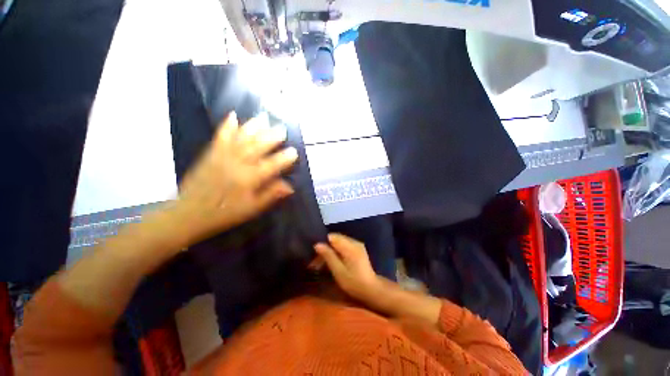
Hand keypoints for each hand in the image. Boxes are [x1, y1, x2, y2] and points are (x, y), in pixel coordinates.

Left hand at [168, 112, 297, 245]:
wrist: (189, 213)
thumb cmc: (224, 213)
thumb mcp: (252, 209)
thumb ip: (270, 195)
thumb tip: (289, 186)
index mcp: (249, 179)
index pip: (272, 165)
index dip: (284, 158)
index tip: (294, 151)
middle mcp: (237, 164)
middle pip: (257, 147)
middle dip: (272, 137)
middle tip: (282, 129)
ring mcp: (222, 156)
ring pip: (241, 138)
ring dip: (254, 127)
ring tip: (264, 117)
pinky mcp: (210, 154)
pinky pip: (220, 137)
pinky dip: (227, 126)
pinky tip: (233, 116)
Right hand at [314, 234, 382, 301]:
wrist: (371, 289)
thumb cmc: (353, 282)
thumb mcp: (338, 271)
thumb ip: (328, 256)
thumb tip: (317, 244)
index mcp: (350, 246)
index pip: (332, 236)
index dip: (322, 243)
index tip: (315, 253)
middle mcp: (354, 242)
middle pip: (335, 238)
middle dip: (325, 247)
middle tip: (316, 261)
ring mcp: (357, 245)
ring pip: (339, 242)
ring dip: (330, 250)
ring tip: (322, 263)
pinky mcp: (358, 249)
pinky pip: (344, 245)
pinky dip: (337, 251)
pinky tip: (333, 260)